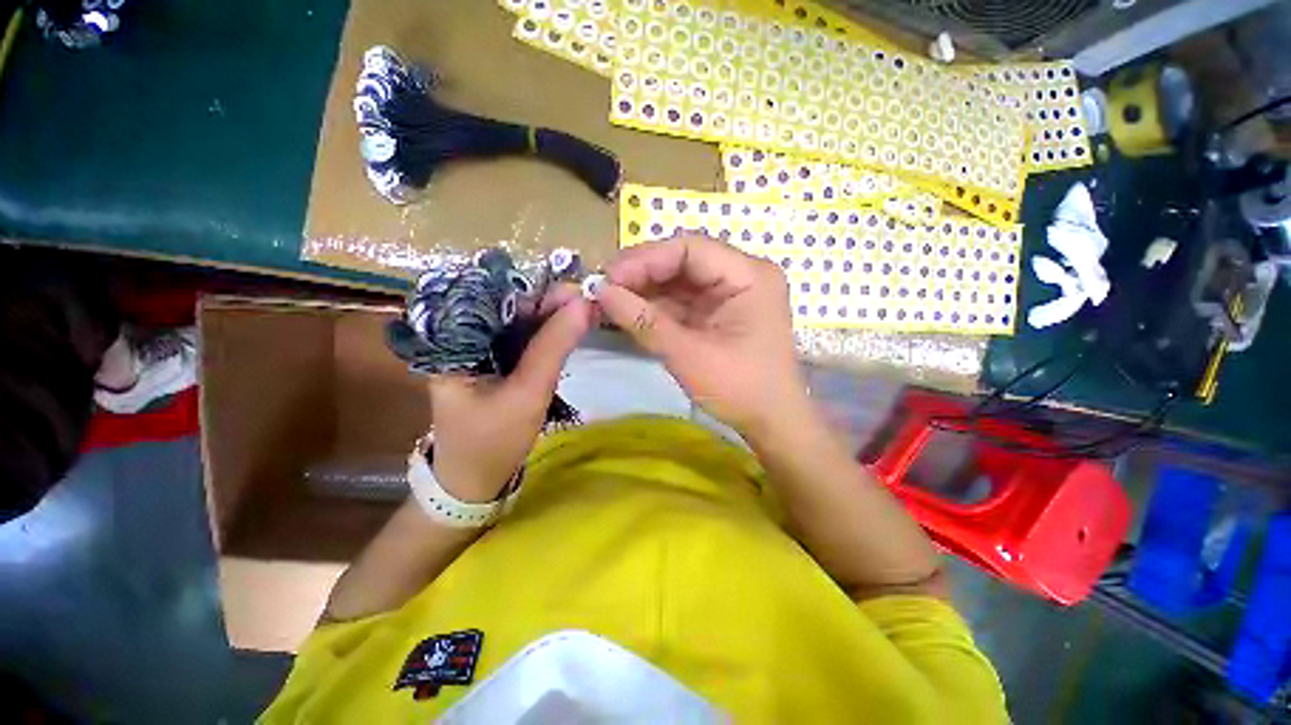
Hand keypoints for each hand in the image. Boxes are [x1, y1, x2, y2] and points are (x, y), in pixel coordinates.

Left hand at [428, 287, 592, 501]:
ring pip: (520, 322)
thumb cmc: (493, 441)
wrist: (474, 482)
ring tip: (587, 312)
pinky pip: (523, 339)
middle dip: (550, 303)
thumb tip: (584, 304)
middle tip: (590, 302)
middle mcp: (462, 337)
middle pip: (509, 307)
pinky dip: (548, 335)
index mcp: (453, 341)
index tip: (577, 292)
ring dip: (553, 318)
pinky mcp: (495, 362)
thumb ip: (553, 346)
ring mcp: (479, 350)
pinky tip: (569, 329)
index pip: (496, 299)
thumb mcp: (527, 393)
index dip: (539, 292)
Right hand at [595, 235, 810, 437]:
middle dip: (641, 273)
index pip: (690, 249)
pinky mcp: (717, 313)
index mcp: (748, 276)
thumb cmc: (740, 389)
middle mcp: (740, 275)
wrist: (770, 423)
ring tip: (608, 299)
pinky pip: (681, 301)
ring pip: (678, 281)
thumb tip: (601, 292)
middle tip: (603, 288)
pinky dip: (654, 307)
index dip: (645, 259)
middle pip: (683, 261)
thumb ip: (644, 322)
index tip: (608, 277)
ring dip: (644, 290)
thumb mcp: (689, 355)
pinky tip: (628, 311)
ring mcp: (728, 294)